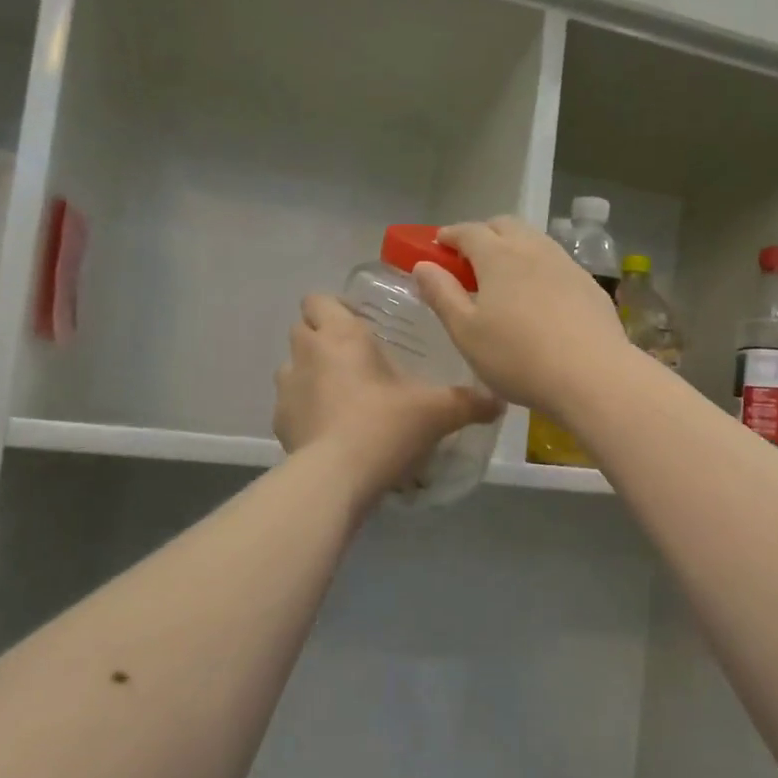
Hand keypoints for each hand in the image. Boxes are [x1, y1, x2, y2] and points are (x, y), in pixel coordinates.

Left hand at [273, 294, 501, 498]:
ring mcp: (287, 389)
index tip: (360, 325)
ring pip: (293, 366)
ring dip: (312, 373)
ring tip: (343, 395)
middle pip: (303, 328)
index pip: (318, 299)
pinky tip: (331, 429)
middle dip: (324, 338)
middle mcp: (307, 353)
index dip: (335, 308)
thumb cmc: (384, 426)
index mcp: (340, 335)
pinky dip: (307, 410)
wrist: (335, 478)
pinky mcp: (279, 423)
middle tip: (357, 358)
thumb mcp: (436, 412)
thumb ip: (468, 403)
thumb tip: (498, 402)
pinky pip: (291, 405)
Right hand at [416, 216, 632, 418]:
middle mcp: (533, 249)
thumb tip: (423, 265)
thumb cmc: (517, 357)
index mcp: (498, 256)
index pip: (468, 231)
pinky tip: (539, 297)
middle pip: (504, 225)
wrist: (592, 376)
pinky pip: (557, 263)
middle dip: (483, 234)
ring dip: (514, 248)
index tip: (438, 246)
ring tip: (504, 277)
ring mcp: (566, 264)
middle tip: (469, 260)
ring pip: (534, 241)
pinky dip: (539, 268)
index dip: (450, 235)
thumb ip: (442, 295)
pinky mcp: (589, 285)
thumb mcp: (466, 332)